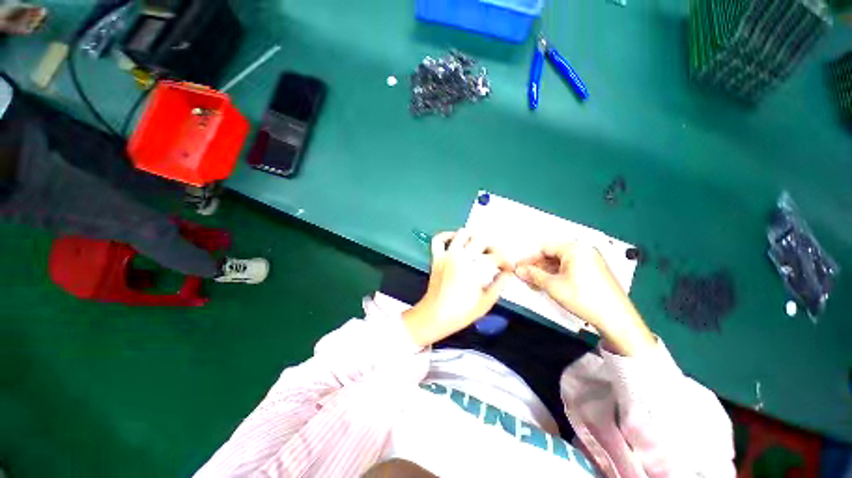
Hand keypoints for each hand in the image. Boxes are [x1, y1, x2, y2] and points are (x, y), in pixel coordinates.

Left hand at [403, 230, 512, 346]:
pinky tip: (456, 240)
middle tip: (496, 257)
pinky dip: (447, 235)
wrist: (434, 316)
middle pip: (481, 240)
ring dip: (473, 237)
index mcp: (474, 269)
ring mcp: (446, 255)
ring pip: (462, 233)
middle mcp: (460, 257)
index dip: (507, 261)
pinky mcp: (436, 258)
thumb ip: (499, 285)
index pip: (496, 256)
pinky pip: (439, 239)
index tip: (508, 268)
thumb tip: (506, 273)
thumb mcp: (486, 303)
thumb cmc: (460, 313)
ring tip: (479, 247)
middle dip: (493, 247)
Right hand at [516, 242, 655, 355]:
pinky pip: (570, 269)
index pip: (544, 248)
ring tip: (534, 284)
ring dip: (546, 272)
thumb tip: (518, 270)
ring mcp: (590, 261)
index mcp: (574, 248)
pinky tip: (549, 285)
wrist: (617, 319)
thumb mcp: (553, 286)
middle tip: (525, 277)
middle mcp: (583, 250)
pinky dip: (557, 276)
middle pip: (552, 255)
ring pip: (560, 263)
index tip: (518, 268)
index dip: (529, 259)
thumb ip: (533, 275)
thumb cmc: (583, 297)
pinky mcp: (594, 272)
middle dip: (537, 266)